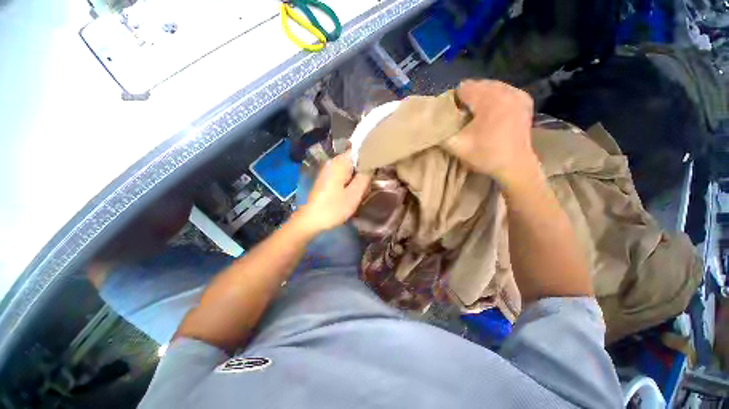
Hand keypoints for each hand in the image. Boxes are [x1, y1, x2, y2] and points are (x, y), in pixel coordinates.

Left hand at [293, 151, 370, 235]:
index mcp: (339, 163)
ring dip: (357, 177)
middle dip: (364, 170)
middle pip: (354, 160)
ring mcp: (328, 170)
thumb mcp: (354, 194)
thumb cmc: (334, 207)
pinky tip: (352, 192)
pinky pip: (342, 175)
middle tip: (370, 183)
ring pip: (349, 168)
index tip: (377, 167)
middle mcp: (333, 162)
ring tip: (363, 189)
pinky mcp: (326, 179)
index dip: (369, 156)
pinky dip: (350, 181)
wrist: (311, 220)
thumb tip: (371, 166)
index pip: (358, 150)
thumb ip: (364, 177)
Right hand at [444, 80, 540, 189]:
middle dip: (468, 99)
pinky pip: (504, 91)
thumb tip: (432, 122)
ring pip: (491, 87)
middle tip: (463, 117)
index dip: (454, 101)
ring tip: (476, 116)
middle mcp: (505, 91)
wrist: (515, 166)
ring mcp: (517, 94)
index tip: (453, 115)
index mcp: (489, 100)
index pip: (464, 88)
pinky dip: (494, 99)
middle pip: (478, 86)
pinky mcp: (525, 100)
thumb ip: (441, 132)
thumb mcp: (456, 146)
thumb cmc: (485, 155)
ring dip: (481, 98)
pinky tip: (491, 113)